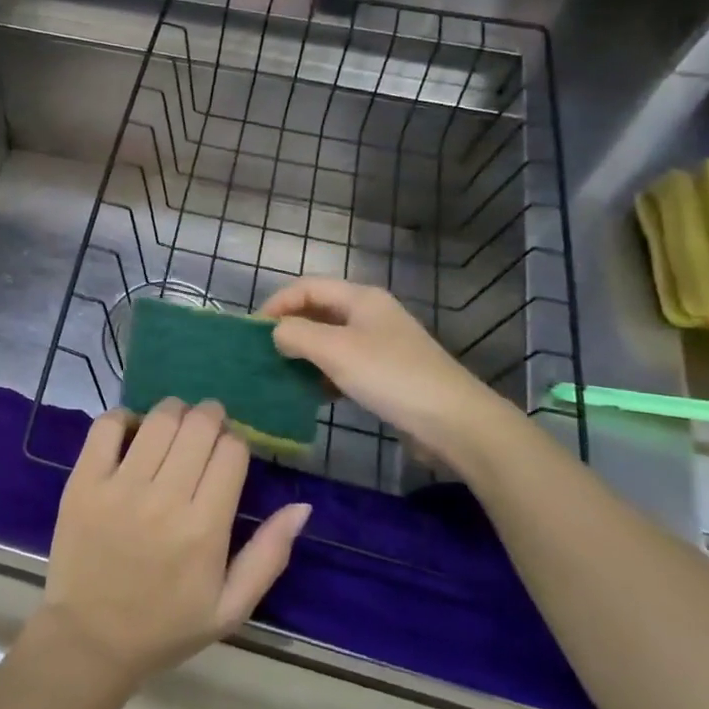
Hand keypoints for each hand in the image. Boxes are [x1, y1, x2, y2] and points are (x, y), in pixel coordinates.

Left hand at [37, 400, 310, 693]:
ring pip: (158, 420)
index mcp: (205, 530)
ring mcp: (119, 487)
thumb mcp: (230, 608)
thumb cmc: (166, 626)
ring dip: (174, 411)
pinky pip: (106, 427)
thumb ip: (269, 555)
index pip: (232, 452)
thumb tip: (302, 506)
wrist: (90, 639)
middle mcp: (164, 500)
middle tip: (207, 424)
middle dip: (210, 416)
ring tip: (175, 422)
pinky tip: (132, 430)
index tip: (230, 451)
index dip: (236, 442)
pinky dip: (124, 417)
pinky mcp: (83, 482)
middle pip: (198, 426)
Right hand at [260, 278, 509, 467]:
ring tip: (283, 375)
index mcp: (361, 298)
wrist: (454, 421)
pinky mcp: (388, 373)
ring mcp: (381, 344)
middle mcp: (371, 314)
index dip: (277, 303)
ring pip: (331, 340)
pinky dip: (325, 374)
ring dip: (305, 354)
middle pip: (319, 311)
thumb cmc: (390, 376)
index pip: (307, 287)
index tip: (254, 331)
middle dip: (290, 329)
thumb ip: (296, 335)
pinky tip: (315, 394)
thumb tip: (276, 333)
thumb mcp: (335, 351)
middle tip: (264, 353)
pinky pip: (345, 364)